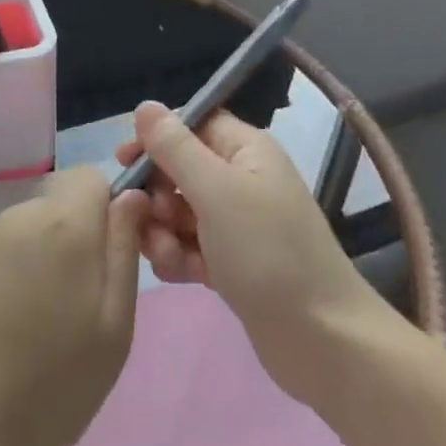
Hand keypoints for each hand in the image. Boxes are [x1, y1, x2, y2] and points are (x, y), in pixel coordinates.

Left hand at [0, 167, 147, 445]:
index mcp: (63, 224)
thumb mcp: (113, 328)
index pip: (92, 176)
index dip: (106, 208)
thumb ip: (124, 250)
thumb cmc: (49, 387)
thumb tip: (130, 197)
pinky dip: (5, 273)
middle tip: (74, 305)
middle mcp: (18, 215)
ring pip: (27, 229)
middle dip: (73, 238)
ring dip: (38, 257)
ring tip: (33, 324)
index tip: (106, 259)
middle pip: (58, 204)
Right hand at [114, 103, 405, 405]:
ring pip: (178, 210)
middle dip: (157, 193)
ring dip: (163, 231)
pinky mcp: (231, 261)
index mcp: (246, 150)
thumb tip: (144, 106)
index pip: (191, 124)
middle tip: (151, 217)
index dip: (156, 138)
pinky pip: (188, 245)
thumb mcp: (215, 191)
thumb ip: (175, 147)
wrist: (321, 340)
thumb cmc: (267, 252)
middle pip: (179, 169)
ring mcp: (236, 223)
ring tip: (170, 256)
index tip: (124, 161)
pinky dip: (179, 256)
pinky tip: (183, 275)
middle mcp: (241, 179)